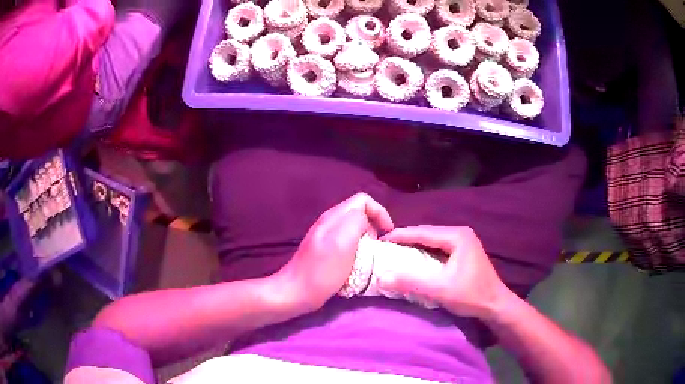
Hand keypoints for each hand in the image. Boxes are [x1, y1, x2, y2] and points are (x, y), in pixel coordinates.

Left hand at [273, 193, 393, 313]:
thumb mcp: (343, 242)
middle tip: (376, 248)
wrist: (296, 291)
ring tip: (369, 257)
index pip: (364, 201)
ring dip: (367, 241)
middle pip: (360, 214)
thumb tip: (366, 221)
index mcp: (335, 217)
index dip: (380, 213)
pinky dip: (358, 250)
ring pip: (355, 230)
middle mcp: (330, 222)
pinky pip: (348, 243)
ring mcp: (327, 237)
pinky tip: (357, 265)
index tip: (387, 233)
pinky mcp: (326, 251)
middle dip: (374, 228)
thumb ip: (356, 222)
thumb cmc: (322, 270)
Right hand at [379, 226, 511, 319]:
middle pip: (428, 234)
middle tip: (386, 248)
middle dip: (407, 240)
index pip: (423, 232)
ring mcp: (464, 243)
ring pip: (433, 242)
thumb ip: (411, 282)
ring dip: (415, 247)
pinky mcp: (464, 254)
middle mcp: (461, 234)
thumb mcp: (440, 290)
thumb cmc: (471, 295)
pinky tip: (415, 262)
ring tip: (396, 254)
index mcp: (457, 236)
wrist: (496, 305)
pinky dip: (425, 254)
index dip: (401, 235)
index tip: (381, 240)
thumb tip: (381, 277)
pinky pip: (439, 249)